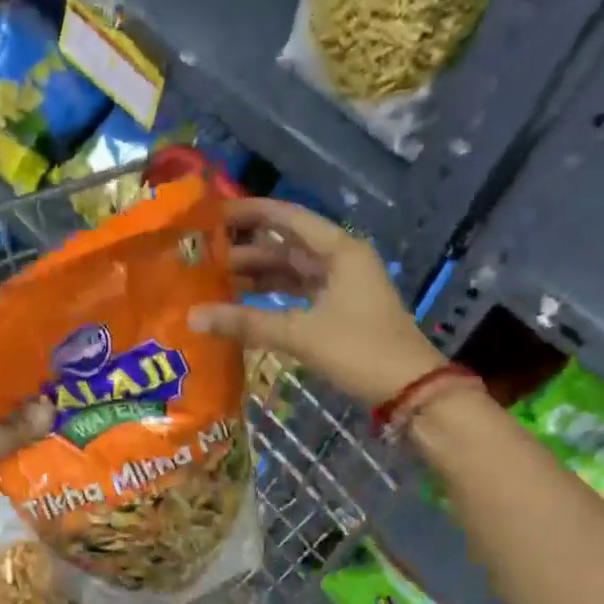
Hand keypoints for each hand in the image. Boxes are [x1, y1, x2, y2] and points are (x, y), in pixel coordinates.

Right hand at [189, 197, 446, 407]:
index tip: (213, 214)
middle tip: (203, 256)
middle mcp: (342, 261)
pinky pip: (299, 295)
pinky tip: (244, 305)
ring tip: (215, 281)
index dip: (250, 213)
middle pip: (287, 246)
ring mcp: (343, 287)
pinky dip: (273, 298)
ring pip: (292, 272)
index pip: (288, 218)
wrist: (410, 390)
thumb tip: (193, 317)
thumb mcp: (301, 334)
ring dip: (258, 276)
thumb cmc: (360, 350)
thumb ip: (247, 323)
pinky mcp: (340, 313)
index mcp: (340, 250)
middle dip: (247, 250)